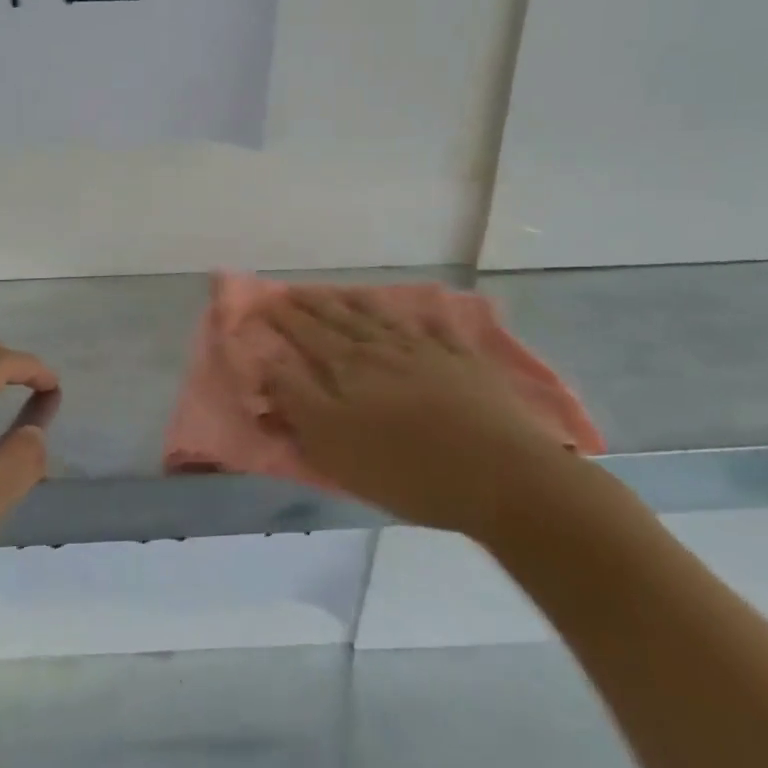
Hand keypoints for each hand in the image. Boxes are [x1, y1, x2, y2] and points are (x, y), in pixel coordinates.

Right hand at [263, 290, 579, 545]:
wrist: (501, 475)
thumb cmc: (406, 468)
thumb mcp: (332, 444)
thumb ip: (295, 399)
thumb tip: (267, 362)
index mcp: (349, 368)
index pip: (308, 334)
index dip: (285, 319)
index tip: (267, 303)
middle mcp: (385, 349)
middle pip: (342, 319)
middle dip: (315, 305)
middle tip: (296, 291)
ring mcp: (429, 352)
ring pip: (385, 318)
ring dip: (360, 303)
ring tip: (344, 293)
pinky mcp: (467, 363)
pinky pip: (440, 330)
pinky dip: (426, 318)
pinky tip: (423, 312)